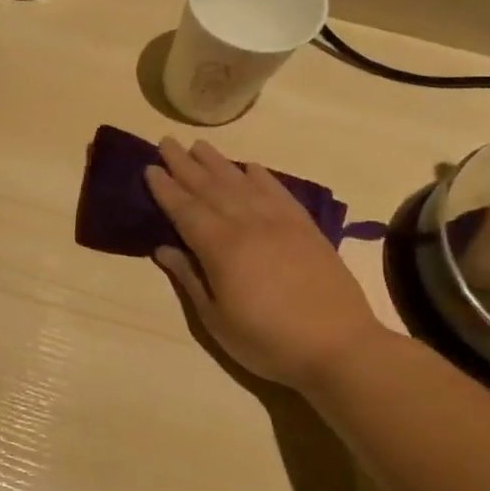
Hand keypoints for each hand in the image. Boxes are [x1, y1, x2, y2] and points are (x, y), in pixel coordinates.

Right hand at [147, 137, 389, 390]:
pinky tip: (251, 167)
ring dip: (218, 163)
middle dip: (185, 165)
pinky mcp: (306, 228)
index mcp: (221, 248)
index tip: (150, 168)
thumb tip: (164, 249)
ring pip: (243, 183)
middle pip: (211, 188)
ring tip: (199, 146)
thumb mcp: (215, 319)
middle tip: (167, 143)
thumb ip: (189, 279)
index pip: (185, 210)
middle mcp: (249, 225)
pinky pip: (279, 192)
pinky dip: (262, 176)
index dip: (166, 189)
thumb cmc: (267, 341)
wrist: (339, 347)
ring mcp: (281, 223)